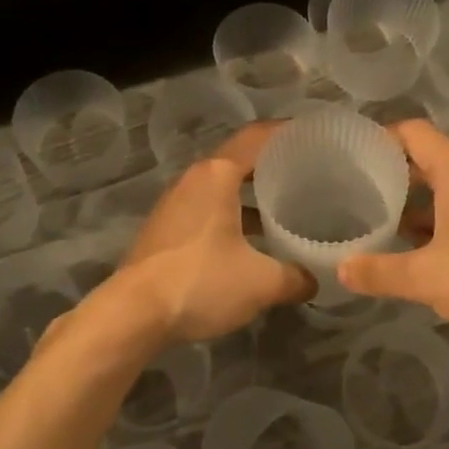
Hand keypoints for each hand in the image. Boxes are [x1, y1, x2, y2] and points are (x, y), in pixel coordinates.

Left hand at [116, 122, 314, 342]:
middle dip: (274, 166)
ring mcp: (175, 205)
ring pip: (222, 189)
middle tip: (310, 176)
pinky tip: (254, 242)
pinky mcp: (166, 230)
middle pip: (239, 161)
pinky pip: (208, 210)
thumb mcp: (261, 283)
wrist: (133, 315)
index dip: (288, 132)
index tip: (316, 136)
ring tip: (287, 209)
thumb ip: (295, 277)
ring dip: (253, 196)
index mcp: (216, 175)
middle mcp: (193, 180)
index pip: (257, 137)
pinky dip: (234, 216)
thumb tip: (314, 280)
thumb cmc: (200, 282)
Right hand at [338, 120, 448, 349]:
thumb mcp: (428, 278)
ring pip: (440, 194)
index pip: (415, 133)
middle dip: (389, 173)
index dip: (382, 135)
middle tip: (351, 190)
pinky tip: (409, 252)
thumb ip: (381, 272)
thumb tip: (340, 268)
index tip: (350, 154)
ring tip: (371, 220)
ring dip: (409, 204)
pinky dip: (429, 227)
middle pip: (426, 162)